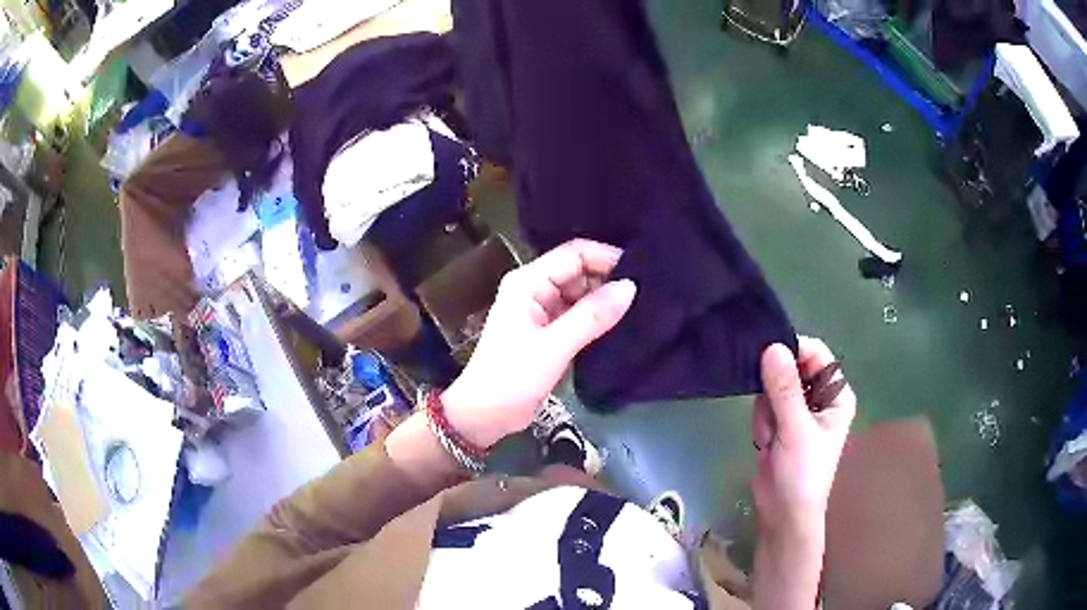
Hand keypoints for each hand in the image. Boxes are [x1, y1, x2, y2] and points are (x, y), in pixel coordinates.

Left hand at [441, 239, 636, 448]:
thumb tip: (630, 286)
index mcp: (528, 281)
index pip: (574, 253)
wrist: (485, 415)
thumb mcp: (554, 346)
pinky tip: (621, 322)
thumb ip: (592, 315)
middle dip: (609, 278)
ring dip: (604, 299)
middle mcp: (535, 288)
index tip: (641, 271)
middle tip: (646, 292)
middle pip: (578, 270)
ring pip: (580, 293)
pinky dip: (596, 317)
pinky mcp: (548, 331)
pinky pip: (577, 314)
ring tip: (640, 306)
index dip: (606, 257)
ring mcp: (541, 310)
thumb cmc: (512, 377)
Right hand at [751, 337, 855, 538]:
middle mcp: (820, 396)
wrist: (782, 513)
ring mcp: (799, 409)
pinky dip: (761, 422)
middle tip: (773, 416)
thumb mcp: (795, 429)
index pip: (815, 354)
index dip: (792, 351)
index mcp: (836, 393)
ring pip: (772, 387)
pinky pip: (763, 405)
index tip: (766, 358)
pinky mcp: (780, 422)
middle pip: (791, 368)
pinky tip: (766, 443)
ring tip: (772, 437)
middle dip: (775, 392)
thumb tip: (772, 346)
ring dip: (767, 411)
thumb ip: (784, 389)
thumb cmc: (801, 473)